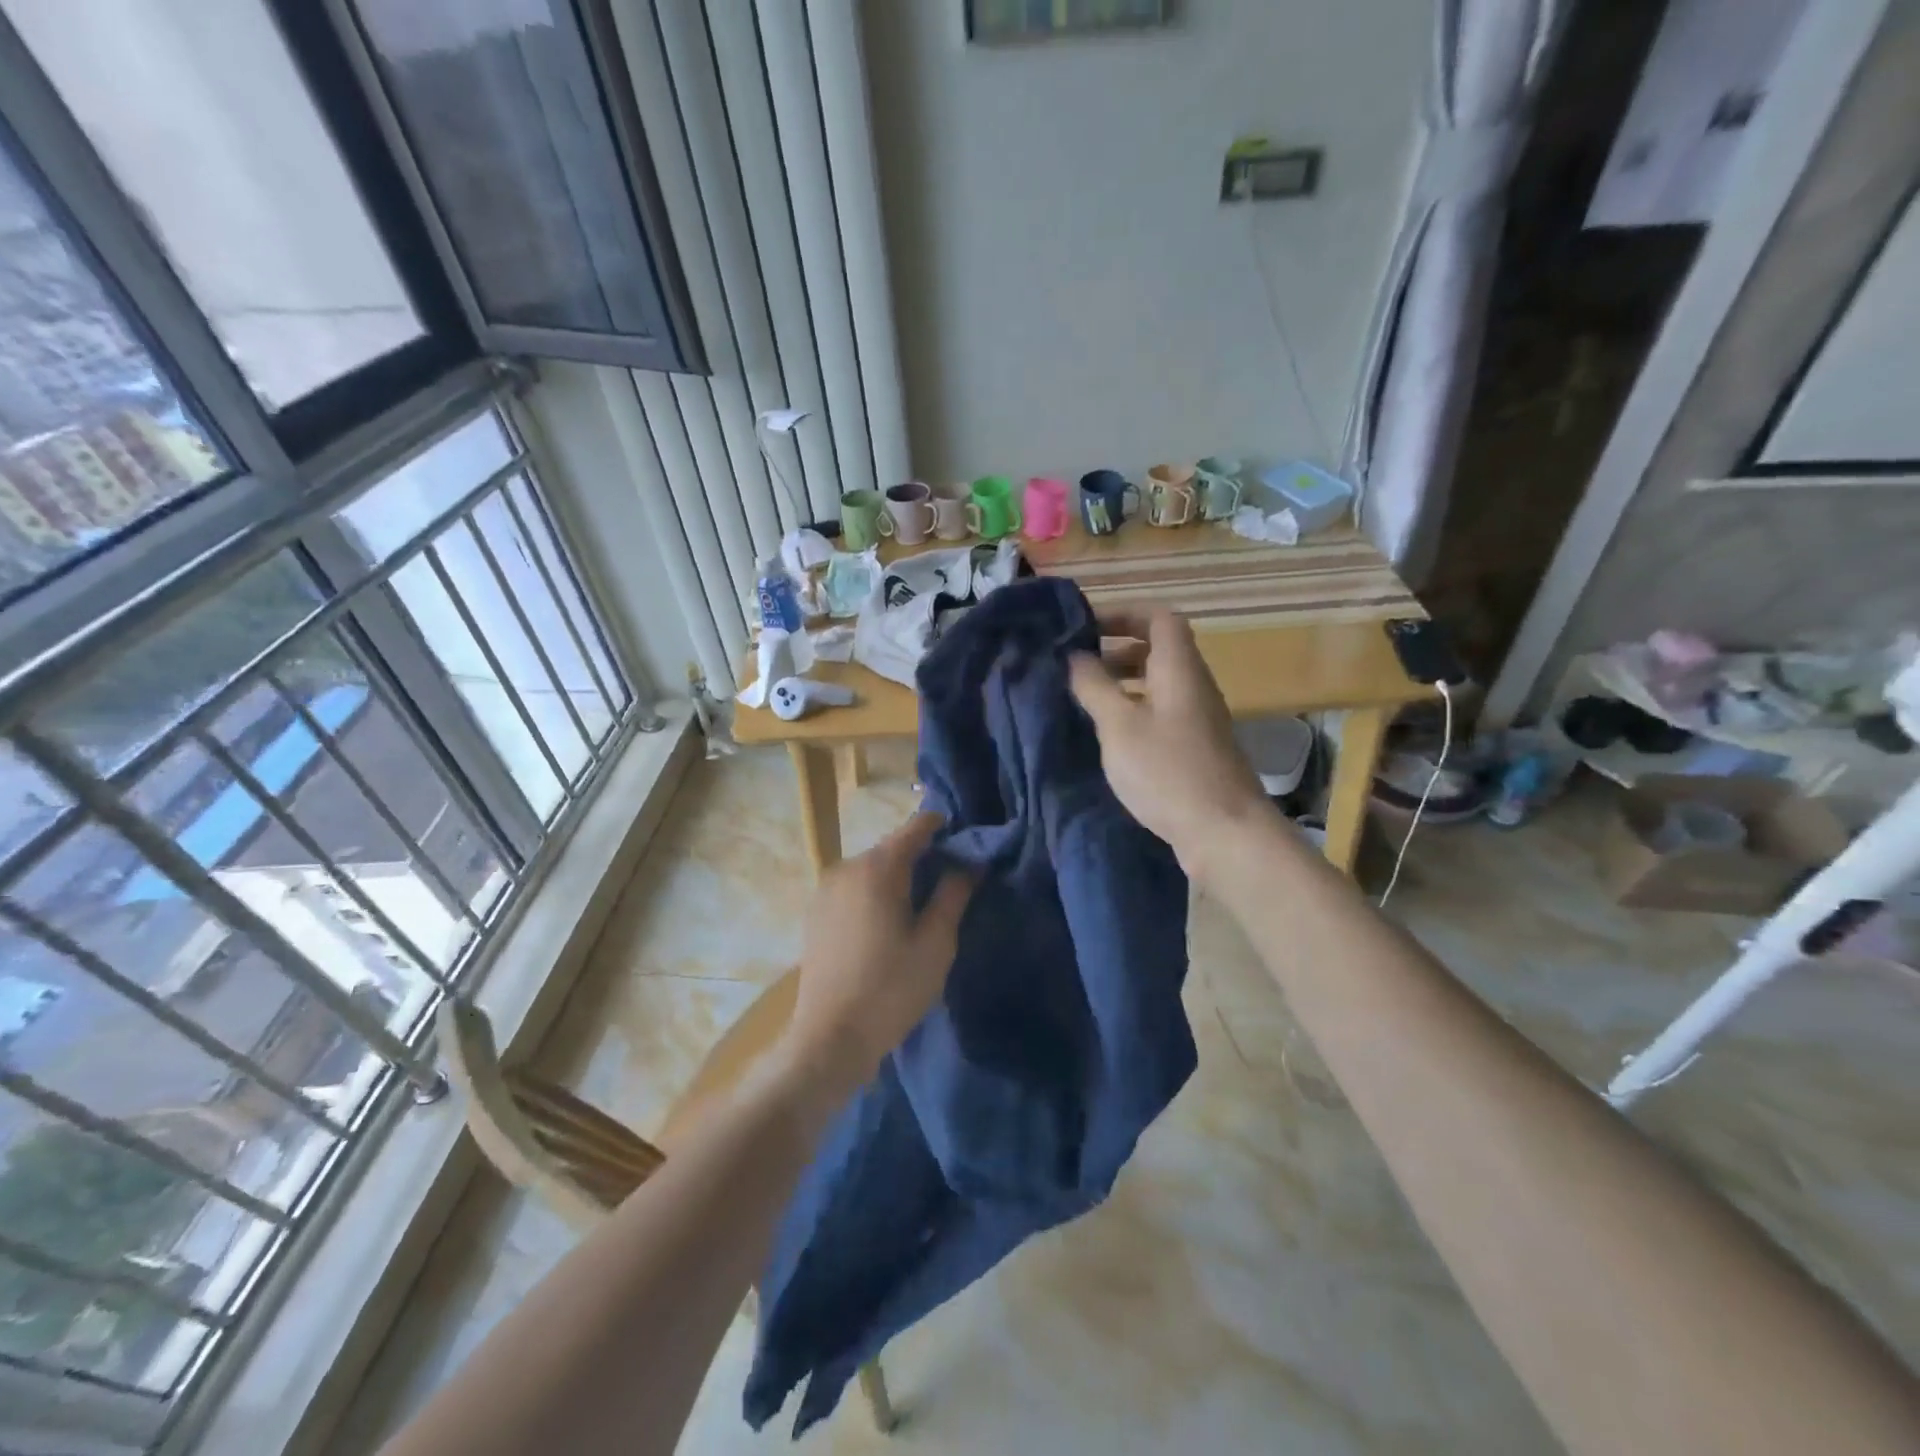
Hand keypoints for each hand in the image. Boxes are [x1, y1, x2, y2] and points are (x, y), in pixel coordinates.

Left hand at [784, 812, 973, 1098]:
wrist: (830, 1038)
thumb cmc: (891, 989)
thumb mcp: (936, 943)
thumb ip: (954, 894)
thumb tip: (969, 863)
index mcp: (878, 868)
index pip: (917, 827)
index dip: (945, 829)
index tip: (967, 847)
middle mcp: (847, 867)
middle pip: (893, 847)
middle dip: (924, 857)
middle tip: (951, 885)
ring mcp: (826, 889)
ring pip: (873, 869)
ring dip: (899, 877)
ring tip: (922, 909)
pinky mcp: (816, 912)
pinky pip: (855, 888)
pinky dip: (876, 893)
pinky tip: (888, 925)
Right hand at [1069, 609, 1273, 884]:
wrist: (1223, 831)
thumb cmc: (1167, 770)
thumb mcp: (1119, 725)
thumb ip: (1094, 686)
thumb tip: (1074, 656)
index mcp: (1179, 668)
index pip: (1158, 617)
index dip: (1122, 614)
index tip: (1084, 628)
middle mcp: (1193, 685)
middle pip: (1158, 649)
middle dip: (1115, 650)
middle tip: (1076, 667)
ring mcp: (1197, 718)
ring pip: (1157, 684)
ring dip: (1122, 683)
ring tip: (1084, 701)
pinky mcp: (1194, 748)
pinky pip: (1160, 713)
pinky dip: (1132, 711)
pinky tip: (1108, 736)